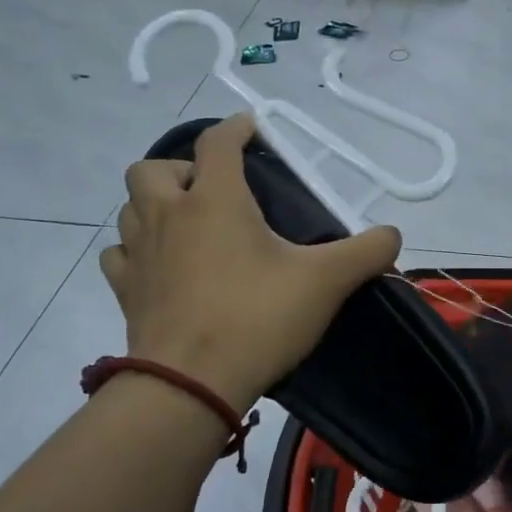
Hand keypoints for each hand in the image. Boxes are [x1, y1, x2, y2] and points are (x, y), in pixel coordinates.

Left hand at [100, 114, 400, 407]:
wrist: (190, 384)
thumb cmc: (257, 318)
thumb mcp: (326, 282)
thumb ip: (366, 252)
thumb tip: (392, 236)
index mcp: (215, 200)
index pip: (217, 143)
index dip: (236, 128)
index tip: (251, 127)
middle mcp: (168, 216)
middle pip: (154, 169)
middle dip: (182, 169)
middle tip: (213, 191)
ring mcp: (139, 254)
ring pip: (130, 208)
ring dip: (155, 206)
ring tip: (187, 226)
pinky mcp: (126, 292)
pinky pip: (120, 255)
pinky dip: (136, 250)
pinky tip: (161, 266)